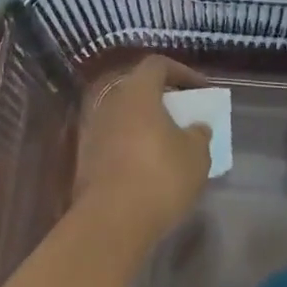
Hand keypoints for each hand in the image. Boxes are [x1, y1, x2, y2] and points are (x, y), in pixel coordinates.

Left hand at [75, 54, 212, 243]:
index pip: (158, 65)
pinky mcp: (85, 158)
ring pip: (125, 117)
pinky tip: (149, 169)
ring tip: (170, 145)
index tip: (201, 90)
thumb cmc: (160, 177)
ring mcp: (93, 130)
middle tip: (184, 117)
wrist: (111, 221)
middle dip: (163, 100)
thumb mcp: (196, 155)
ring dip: (147, 125)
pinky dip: (133, 146)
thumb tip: (196, 127)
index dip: (182, 72)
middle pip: (139, 90)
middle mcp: (110, 103)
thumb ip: (199, 134)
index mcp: (137, 92)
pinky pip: (115, 141)